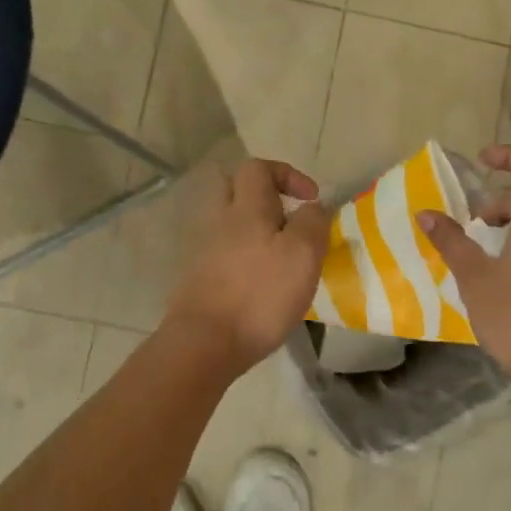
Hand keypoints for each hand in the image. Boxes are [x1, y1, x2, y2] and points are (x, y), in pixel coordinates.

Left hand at [163, 159, 330, 376]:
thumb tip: (312, 207)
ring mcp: (203, 249)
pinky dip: (243, 255)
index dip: (287, 174)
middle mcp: (219, 220)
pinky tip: (260, 282)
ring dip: (254, 228)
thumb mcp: (303, 255)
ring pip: (228, 221)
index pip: (258, 168)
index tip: (310, 199)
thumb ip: (312, 223)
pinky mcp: (198, 277)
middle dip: (263, 195)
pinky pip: (223, 251)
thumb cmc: (259, 294)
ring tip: (280, 256)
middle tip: (288, 219)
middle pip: (234, 188)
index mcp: (245, 208)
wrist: (205, 342)